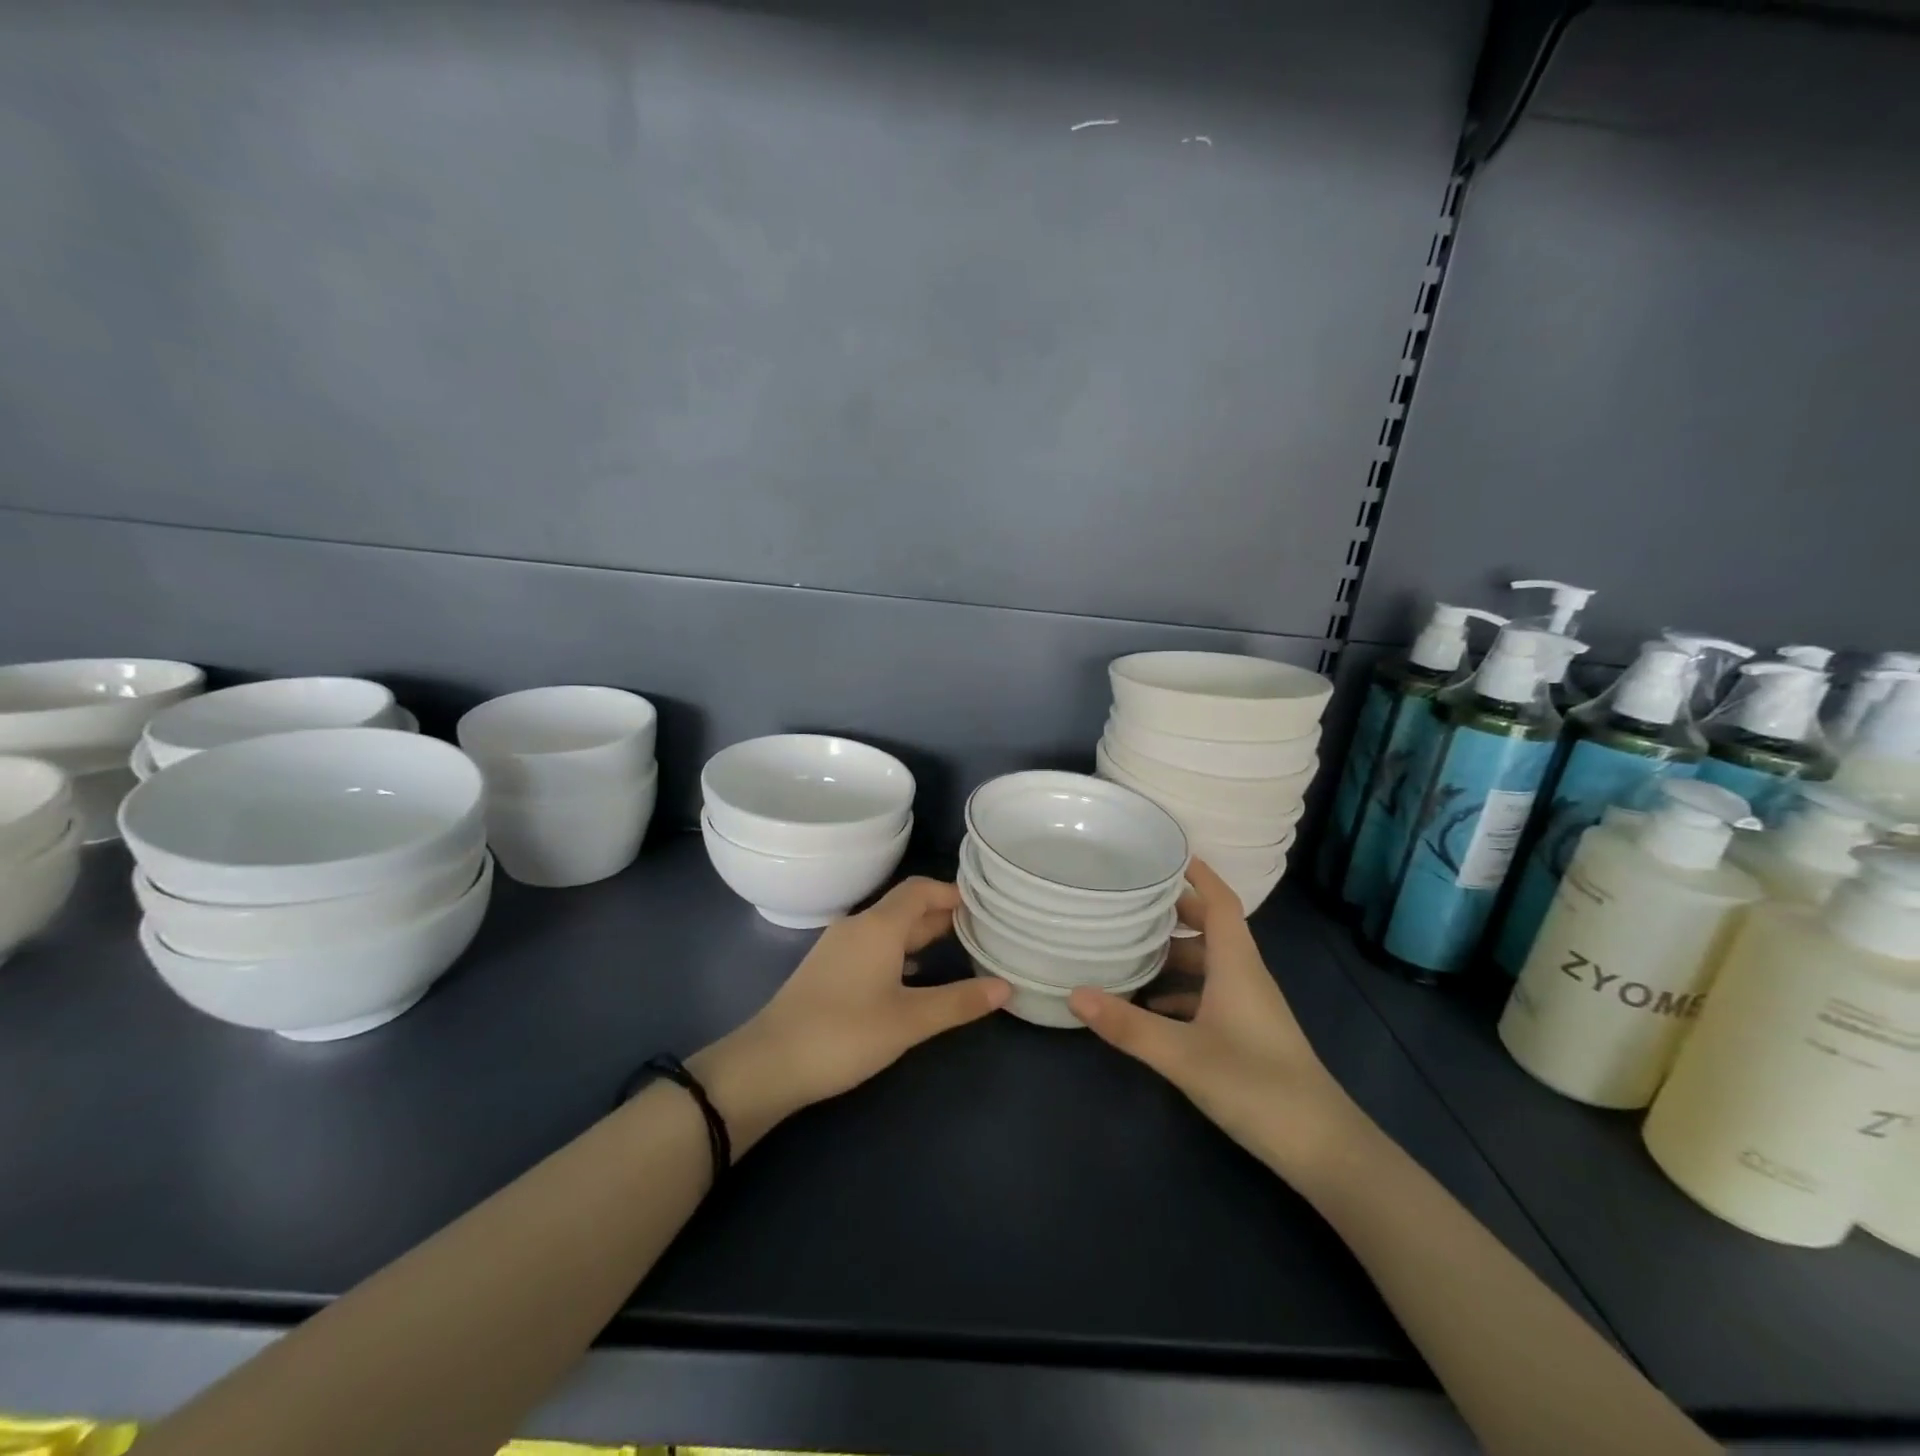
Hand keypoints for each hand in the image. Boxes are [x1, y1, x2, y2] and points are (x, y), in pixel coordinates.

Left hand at [692, 878, 1007, 1150]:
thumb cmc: (845, 1034)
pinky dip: (899, 951)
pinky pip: (873, 946)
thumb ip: (958, 1002)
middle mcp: (858, 926)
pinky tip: (913, 975)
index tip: (984, 905)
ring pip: (888, 928)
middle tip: (980, 929)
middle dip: (942, 914)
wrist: (770, 1063)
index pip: (920, 889)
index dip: (952, 892)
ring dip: (921, 934)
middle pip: (906, 907)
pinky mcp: (828, 969)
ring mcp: (839, 947)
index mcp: (878, 926)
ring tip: (956, 949)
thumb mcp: (909, 1021)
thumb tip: (1006, 987)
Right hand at [1067, 859, 1366, 1179]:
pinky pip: (1209, 993)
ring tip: (1128, 946)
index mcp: (1237, 964)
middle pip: (1210, 926)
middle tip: (1128, 898)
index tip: (1164, 851)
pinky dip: (1180, 989)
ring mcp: (1248, 1005)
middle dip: (1173, 909)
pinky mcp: (1247, 1031)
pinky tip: (1150, 1005)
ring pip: (1208, 962)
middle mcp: (1244, 975)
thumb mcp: (1183, 1055)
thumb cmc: (1255, 1085)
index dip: (1197, 872)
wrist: (1322, 1148)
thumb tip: (1074, 993)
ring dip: (1173, 951)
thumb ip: (1128, 1025)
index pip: (1219, 901)